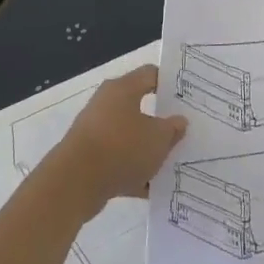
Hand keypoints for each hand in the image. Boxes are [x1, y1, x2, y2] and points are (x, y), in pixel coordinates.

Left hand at [43, 65, 186, 219]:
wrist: (74, 184)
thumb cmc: (121, 148)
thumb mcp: (159, 138)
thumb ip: (173, 128)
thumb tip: (178, 122)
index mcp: (123, 89)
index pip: (151, 74)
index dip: (172, 82)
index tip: (189, 96)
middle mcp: (106, 105)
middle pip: (141, 107)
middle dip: (163, 121)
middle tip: (185, 130)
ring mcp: (96, 133)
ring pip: (131, 137)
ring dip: (149, 150)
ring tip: (174, 162)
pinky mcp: (89, 160)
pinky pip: (119, 162)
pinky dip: (135, 172)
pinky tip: (154, 188)